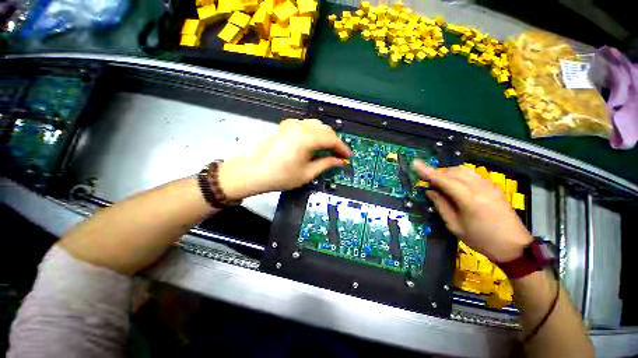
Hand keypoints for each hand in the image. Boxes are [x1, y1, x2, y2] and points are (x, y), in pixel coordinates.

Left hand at [219, 119, 350, 198]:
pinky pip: (305, 125)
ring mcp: (291, 124)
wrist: (254, 172)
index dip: (342, 148)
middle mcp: (301, 126)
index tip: (348, 156)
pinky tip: (314, 143)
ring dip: (325, 136)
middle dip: (334, 141)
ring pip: (316, 125)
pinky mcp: (285, 126)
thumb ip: (326, 164)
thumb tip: (339, 161)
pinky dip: (314, 133)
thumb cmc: (281, 176)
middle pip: (325, 129)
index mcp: (307, 137)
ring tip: (328, 150)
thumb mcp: (308, 173)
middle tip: (339, 155)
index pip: (331, 139)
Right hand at [413, 162, 532, 261]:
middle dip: (437, 172)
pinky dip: (459, 175)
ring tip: (439, 181)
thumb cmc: (481, 239)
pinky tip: (455, 183)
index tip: (416, 164)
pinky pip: (472, 174)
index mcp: (469, 200)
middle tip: (427, 179)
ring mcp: (489, 185)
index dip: (428, 172)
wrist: (513, 246)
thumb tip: (430, 191)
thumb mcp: (455, 226)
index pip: (444, 180)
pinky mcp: (494, 187)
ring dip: (448, 172)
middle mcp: (480, 188)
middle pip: (453, 172)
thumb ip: (441, 206)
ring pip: (463, 170)